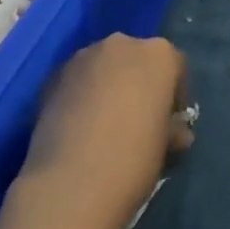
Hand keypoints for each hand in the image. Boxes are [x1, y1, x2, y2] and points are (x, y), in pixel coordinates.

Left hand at [22, 34, 191, 217]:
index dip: (175, 95)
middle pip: (137, 59)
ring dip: (107, 86)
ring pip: (104, 67)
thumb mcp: (165, 147)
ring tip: (103, 125)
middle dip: (138, 84)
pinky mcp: (53, 75)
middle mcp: (123, 44)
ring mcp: (84, 56)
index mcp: (160, 55)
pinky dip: (80, 95)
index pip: (176, 66)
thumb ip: (172, 129)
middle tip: (136, 120)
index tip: (170, 122)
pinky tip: (78, 128)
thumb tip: (176, 132)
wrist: (71, 184)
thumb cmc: (133, 160)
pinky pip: (76, 80)